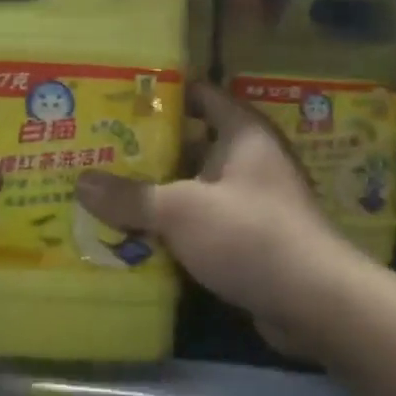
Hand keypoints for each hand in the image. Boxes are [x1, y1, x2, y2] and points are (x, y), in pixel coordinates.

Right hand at [75, 83, 361, 356]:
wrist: (314, 302)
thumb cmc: (249, 234)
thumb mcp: (181, 210)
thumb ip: (131, 196)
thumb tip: (81, 182)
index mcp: (242, 132)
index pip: (201, 94)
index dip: (162, 93)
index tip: (119, 97)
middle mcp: (250, 159)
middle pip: (191, 144)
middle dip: (148, 149)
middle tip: (99, 150)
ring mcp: (252, 200)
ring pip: (195, 187)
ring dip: (158, 192)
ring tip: (106, 192)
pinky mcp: (249, 238)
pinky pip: (203, 222)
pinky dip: (175, 226)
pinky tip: (135, 235)